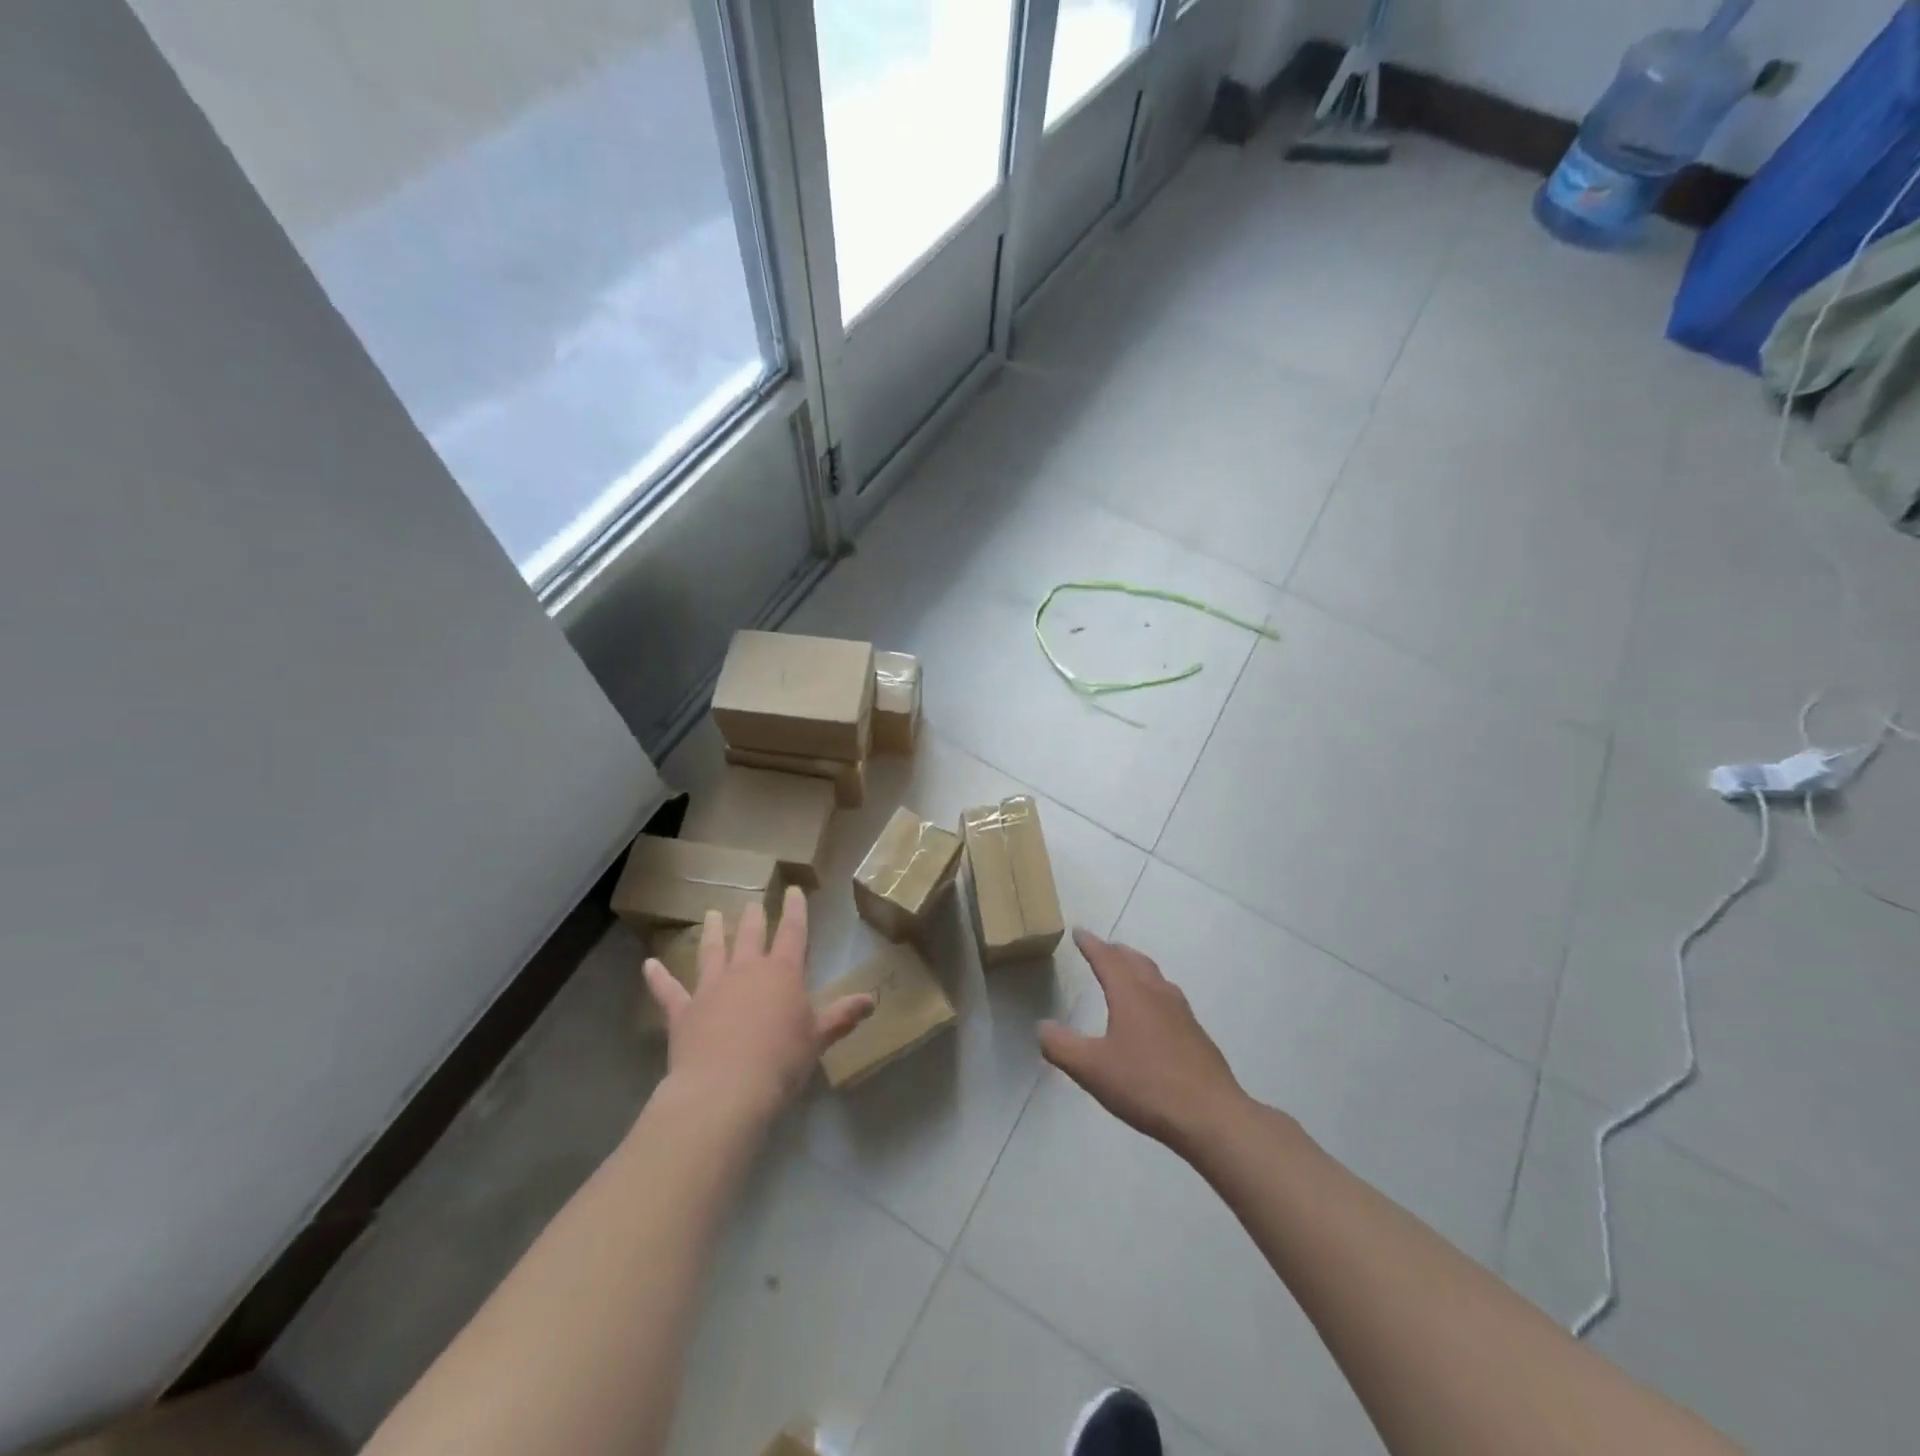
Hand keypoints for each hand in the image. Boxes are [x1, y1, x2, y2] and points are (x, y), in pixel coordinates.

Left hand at [644, 885, 873, 1123]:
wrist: (725, 1090)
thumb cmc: (780, 1061)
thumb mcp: (818, 1038)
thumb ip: (842, 1016)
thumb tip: (871, 999)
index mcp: (782, 972)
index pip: (793, 932)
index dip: (795, 910)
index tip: (793, 891)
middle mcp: (746, 970)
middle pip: (750, 935)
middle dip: (754, 917)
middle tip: (753, 903)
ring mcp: (711, 988)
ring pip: (711, 951)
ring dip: (712, 932)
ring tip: (710, 914)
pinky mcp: (683, 1011)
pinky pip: (668, 990)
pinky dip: (657, 977)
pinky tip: (648, 965)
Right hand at [1039, 929, 1244, 1154]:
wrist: (1210, 1115)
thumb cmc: (1146, 1085)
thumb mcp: (1092, 1069)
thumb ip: (1062, 1046)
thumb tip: (1042, 1027)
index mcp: (1130, 994)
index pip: (1107, 958)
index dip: (1090, 944)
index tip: (1079, 932)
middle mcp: (1157, 994)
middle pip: (1135, 961)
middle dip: (1116, 951)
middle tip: (1102, 947)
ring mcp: (1181, 1013)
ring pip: (1156, 977)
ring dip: (1138, 968)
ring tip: (1128, 972)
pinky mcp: (1196, 1035)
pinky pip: (1169, 998)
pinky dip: (1154, 991)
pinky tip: (1154, 1014)